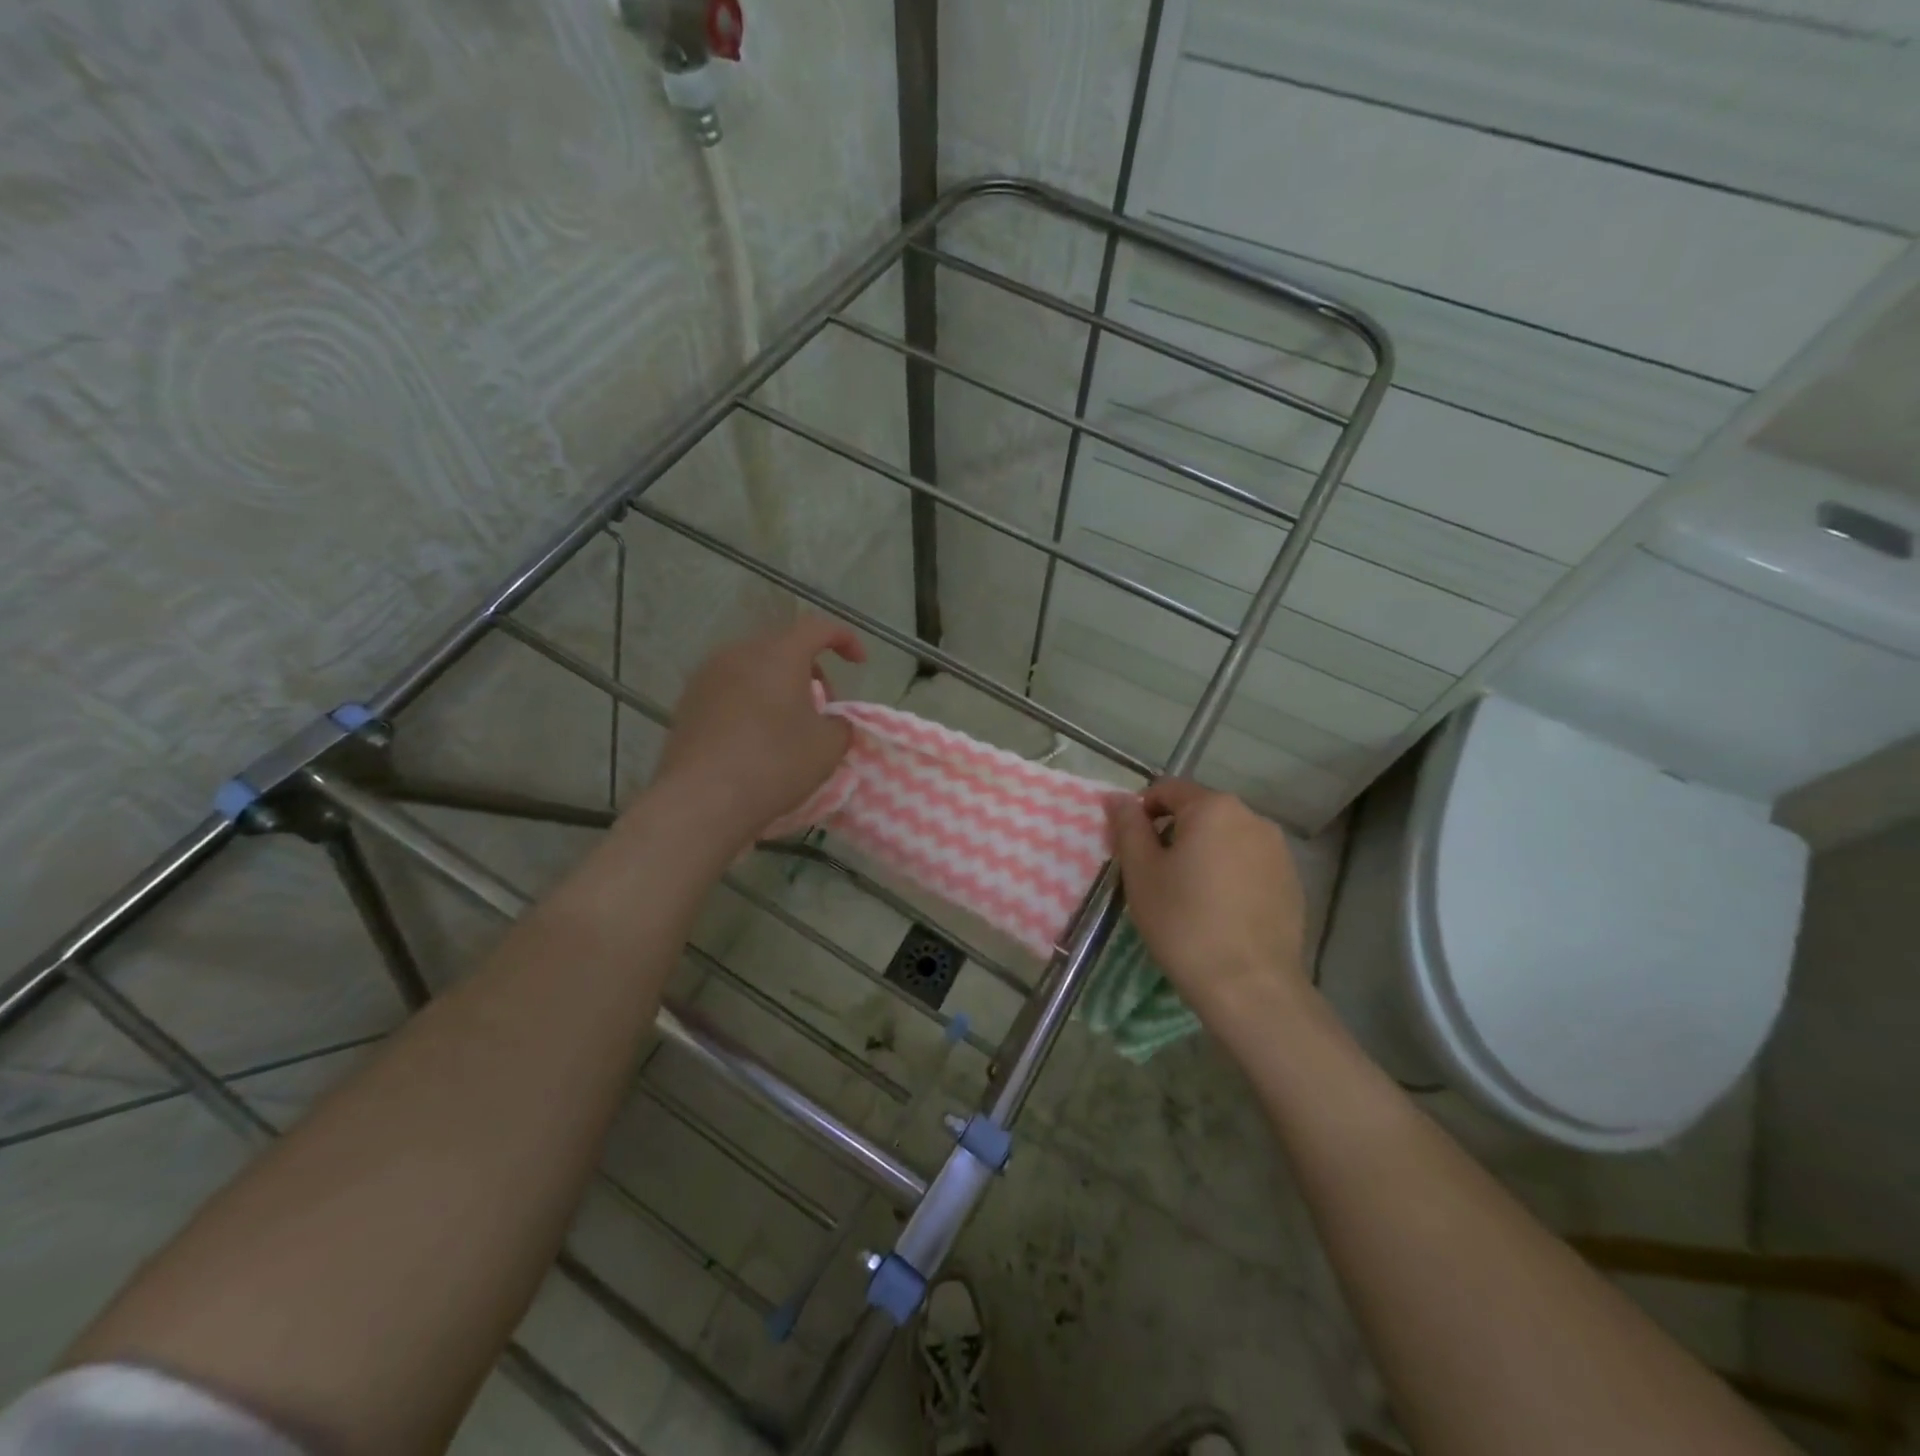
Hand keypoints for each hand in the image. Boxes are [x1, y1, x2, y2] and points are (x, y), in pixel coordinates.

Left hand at [653, 616, 865, 843]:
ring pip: (754, 668)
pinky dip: (751, 702)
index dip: (844, 640)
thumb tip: (833, 721)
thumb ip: (840, 725)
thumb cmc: (774, 764)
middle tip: (823, 707)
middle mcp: (739, 654)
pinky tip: (756, 738)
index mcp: (778, 654)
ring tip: (789, 724)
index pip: (818, 628)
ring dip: (778, 686)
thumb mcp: (828, 747)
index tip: (859, 663)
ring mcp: (707, 676)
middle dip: (811, 670)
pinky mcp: (687, 703)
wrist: (702, 800)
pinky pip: (730, 690)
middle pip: (783, 647)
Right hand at [1105, 779, 1308, 1022]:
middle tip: (1155, 875)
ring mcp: (1278, 850)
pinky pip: (1249, 863)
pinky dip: (1229, 874)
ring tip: (1189, 895)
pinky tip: (1220, 911)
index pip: (1167, 789)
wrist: (1248, 986)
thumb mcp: (1141, 872)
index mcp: (1213, 807)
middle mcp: (1252, 817)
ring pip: (1226, 838)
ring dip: (1203, 853)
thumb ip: (1128, 826)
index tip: (1132, 849)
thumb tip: (1117, 797)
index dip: (1142, 812)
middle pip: (1199, 812)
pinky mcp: (1292, 881)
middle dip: (1173, 833)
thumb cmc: (1183, 922)